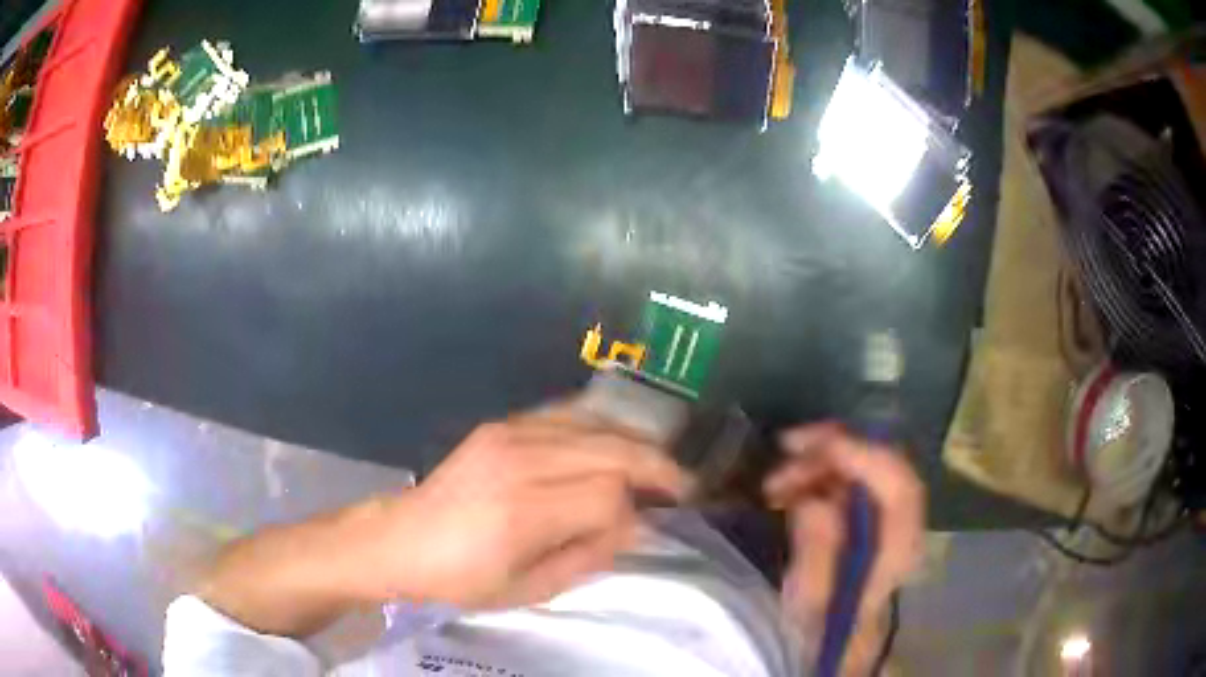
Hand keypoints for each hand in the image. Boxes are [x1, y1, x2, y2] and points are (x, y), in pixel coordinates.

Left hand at [373, 408, 689, 610]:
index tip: (642, 528)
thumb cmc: (462, 579)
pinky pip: (565, 413)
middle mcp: (519, 462)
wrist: (402, 539)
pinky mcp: (500, 424)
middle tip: (682, 485)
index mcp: (522, 512)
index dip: (634, 513)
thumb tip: (633, 524)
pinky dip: (600, 425)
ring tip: (657, 462)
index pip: (608, 496)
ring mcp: (508, 435)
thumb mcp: (529, 589)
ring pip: (594, 425)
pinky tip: (616, 438)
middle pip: (611, 449)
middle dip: (655, 466)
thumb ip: (589, 555)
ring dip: (634, 442)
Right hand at [763, 423, 924, 673]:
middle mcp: (904, 524)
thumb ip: (816, 552)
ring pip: (866, 467)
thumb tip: (812, 500)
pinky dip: (822, 473)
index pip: (897, 487)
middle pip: (883, 467)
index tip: (812, 446)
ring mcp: (891, 515)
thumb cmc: (822, 626)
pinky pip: (853, 478)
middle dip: (834, 451)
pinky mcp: (873, 514)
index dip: (862, 456)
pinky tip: (791, 487)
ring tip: (776, 480)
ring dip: (822, 462)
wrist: (836, 638)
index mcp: (899, 549)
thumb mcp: (811, 600)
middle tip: (784, 452)